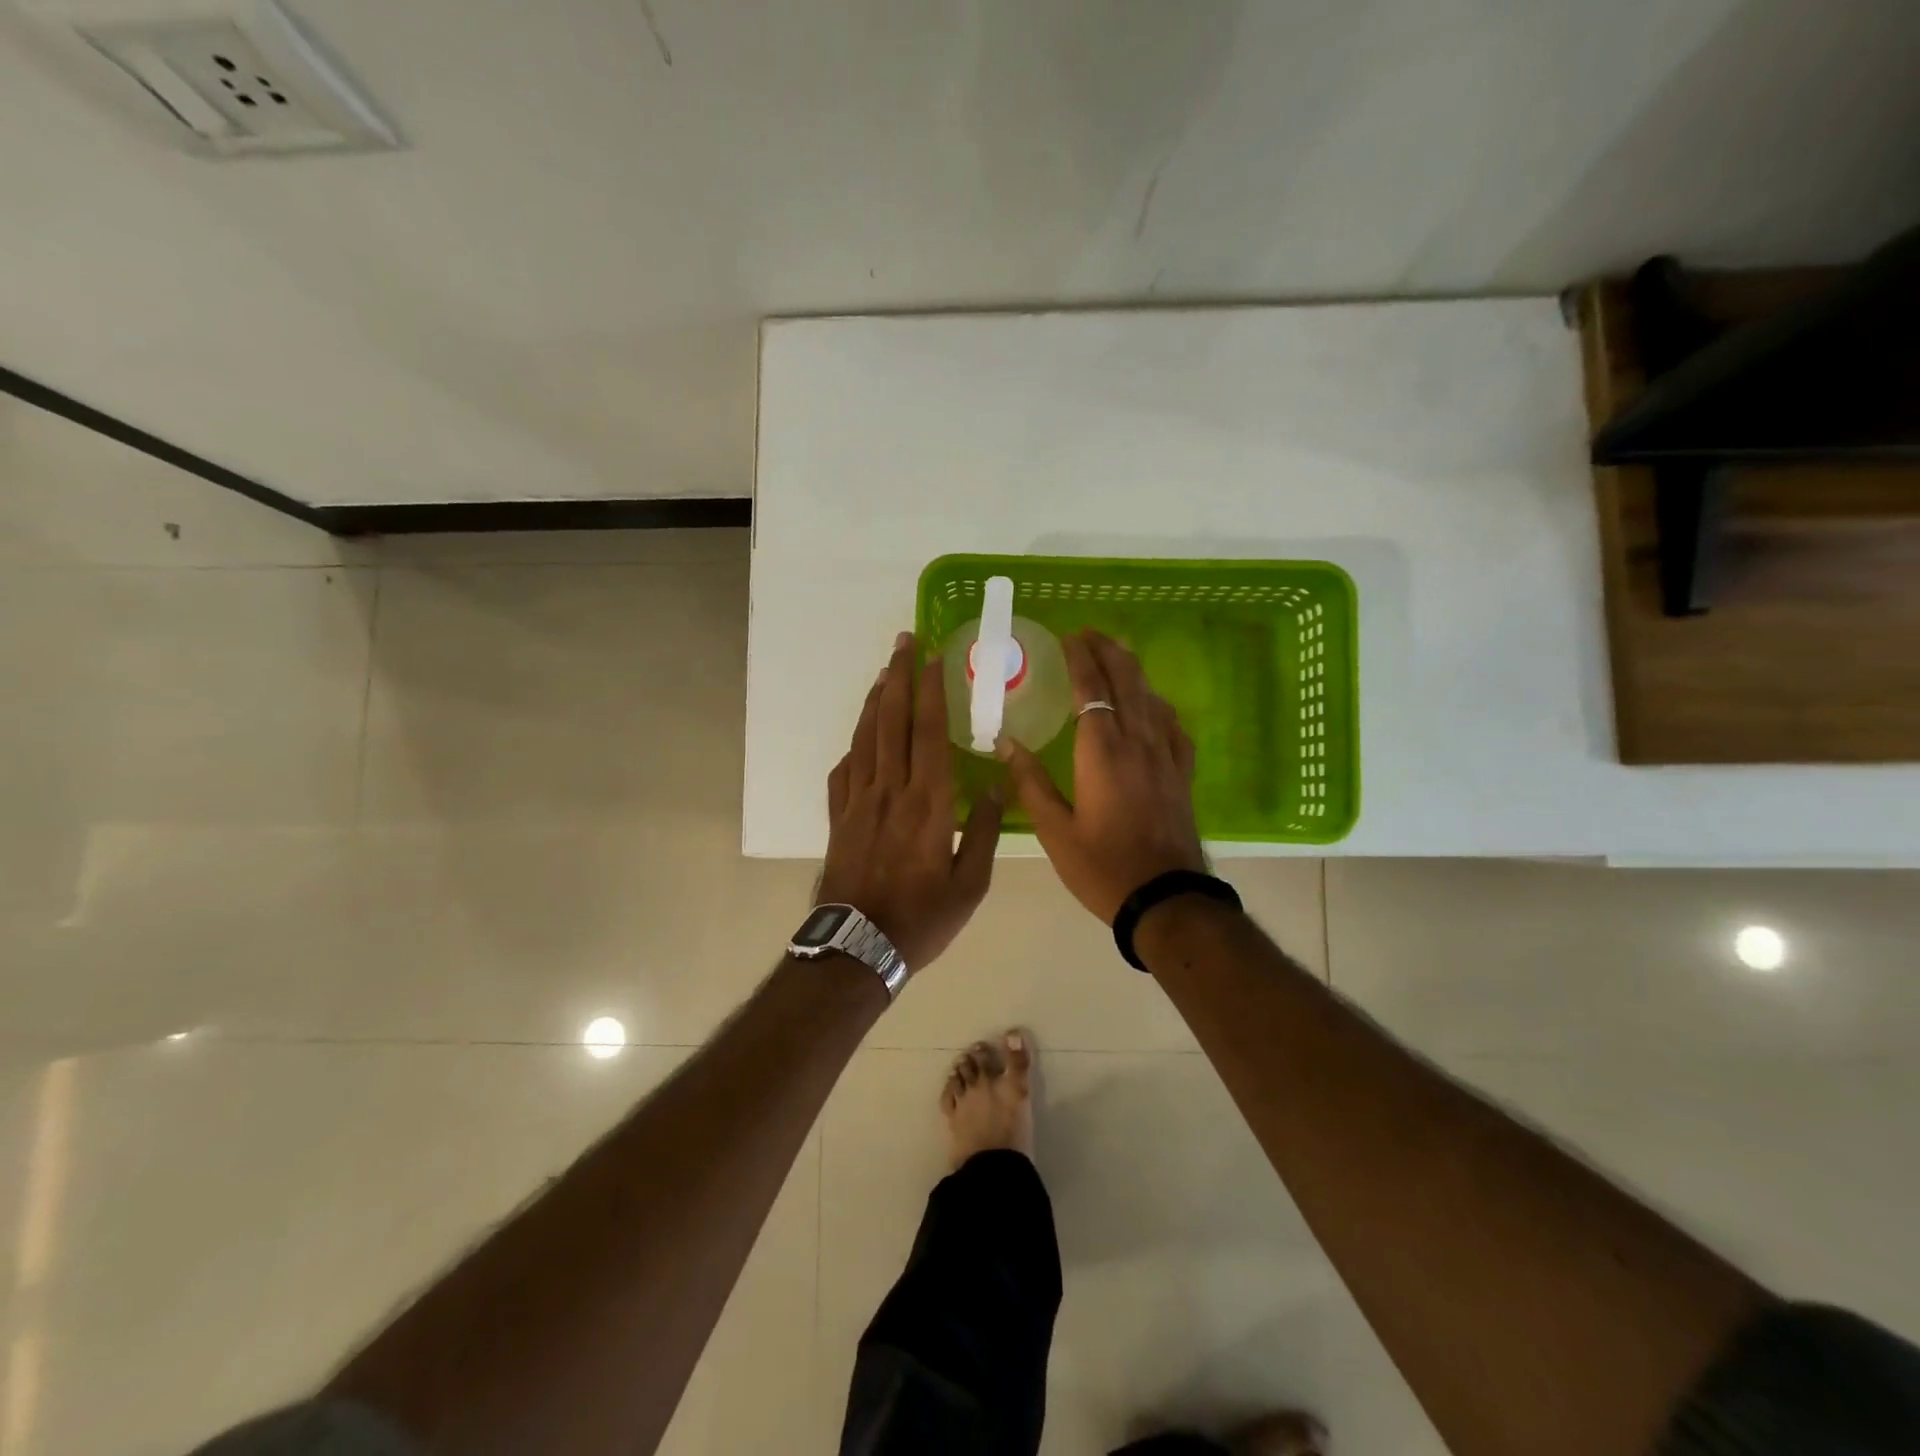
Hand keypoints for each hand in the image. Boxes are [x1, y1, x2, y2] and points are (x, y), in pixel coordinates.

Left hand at [817, 631, 1002, 969]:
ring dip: (876, 701)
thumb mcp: (970, 884)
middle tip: (903, 642)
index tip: (932, 656)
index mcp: (927, 802)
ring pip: (865, 738)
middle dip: (899, 676)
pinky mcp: (837, 818)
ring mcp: (857, 801)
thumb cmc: (922, 918)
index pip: (929, 731)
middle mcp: (889, 790)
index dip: (931, 690)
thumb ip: (983, 831)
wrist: (857, 947)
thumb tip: (995, 786)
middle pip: (892, 721)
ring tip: (884, 673)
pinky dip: (853, 745)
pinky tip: (860, 738)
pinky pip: (843, 770)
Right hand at [998, 629, 1203, 922]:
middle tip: (1091, 634)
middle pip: (1127, 682)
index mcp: (1102, 751)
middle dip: (1108, 652)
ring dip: (1133, 671)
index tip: (1070, 636)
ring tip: (1117, 656)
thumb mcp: (1055, 830)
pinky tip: (1153, 706)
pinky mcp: (1181, 774)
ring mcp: (1165, 757)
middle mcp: (1137, 742)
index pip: (1092, 689)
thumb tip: (1007, 742)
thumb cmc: (1102, 867)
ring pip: (1151, 698)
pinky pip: (1173, 726)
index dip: (1081, 659)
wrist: (1166, 899)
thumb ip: (1030, 782)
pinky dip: (1158, 706)